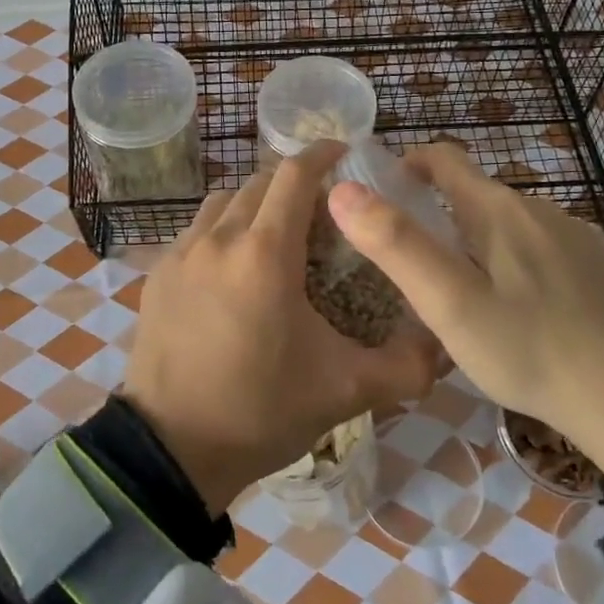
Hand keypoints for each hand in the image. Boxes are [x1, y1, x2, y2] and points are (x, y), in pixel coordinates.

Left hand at [123, 143, 437, 513]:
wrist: (171, 450)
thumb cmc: (260, 411)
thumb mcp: (344, 391)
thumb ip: (404, 367)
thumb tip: (445, 348)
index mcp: (265, 253)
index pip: (294, 175)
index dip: (322, 154)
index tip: (343, 153)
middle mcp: (218, 239)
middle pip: (259, 183)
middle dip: (292, 184)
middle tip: (320, 210)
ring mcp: (181, 255)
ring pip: (223, 203)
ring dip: (253, 205)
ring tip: (275, 236)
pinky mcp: (157, 276)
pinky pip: (195, 232)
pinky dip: (222, 231)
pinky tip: (233, 270)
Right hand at [327, 143, 603, 512]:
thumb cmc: (531, 350)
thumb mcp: (449, 303)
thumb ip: (395, 244)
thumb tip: (342, 189)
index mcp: (498, 209)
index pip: (443, 157)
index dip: (405, 165)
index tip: (379, 198)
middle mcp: (539, 208)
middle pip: (473, 194)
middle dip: (436, 215)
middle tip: (412, 269)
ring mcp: (576, 236)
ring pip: (506, 225)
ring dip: (474, 243)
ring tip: (460, 297)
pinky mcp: (598, 267)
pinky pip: (539, 249)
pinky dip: (512, 264)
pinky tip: (516, 313)